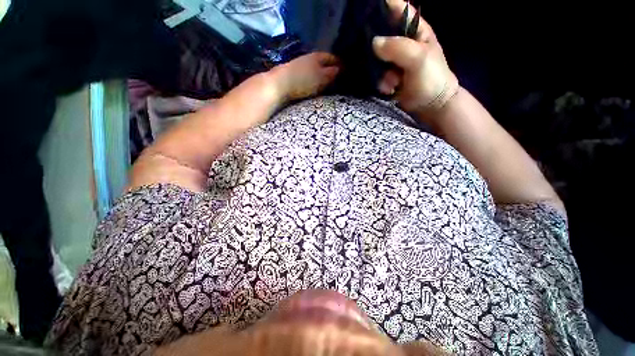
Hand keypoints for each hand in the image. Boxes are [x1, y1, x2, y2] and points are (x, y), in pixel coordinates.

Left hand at [269, 52, 339, 101]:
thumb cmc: (303, 80)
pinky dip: (313, 80)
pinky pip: (307, 76)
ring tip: (327, 84)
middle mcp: (308, 58)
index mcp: (317, 56)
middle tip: (337, 78)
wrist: (279, 84)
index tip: (345, 70)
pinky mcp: (293, 75)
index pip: (331, 57)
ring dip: (321, 75)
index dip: (339, 63)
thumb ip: (331, 73)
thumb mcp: (321, 78)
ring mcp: (299, 66)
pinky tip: (314, 86)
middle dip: (330, 69)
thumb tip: (339, 70)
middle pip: (322, 62)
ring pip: (314, 69)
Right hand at [373, 0, 458, 118]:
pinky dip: (381, 82)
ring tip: (391, 82)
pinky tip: (389, 89)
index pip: (399, 10)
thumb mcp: (418, 58)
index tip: (367, 10)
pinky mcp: (389, 76)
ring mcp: (395, 61)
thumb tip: (374, 42)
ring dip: (380, 71)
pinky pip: (377, 74)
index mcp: (416, 30)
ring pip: (377, 57)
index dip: (385, 6)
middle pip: (383, 34)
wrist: (430, 104)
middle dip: (375, 44)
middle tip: (372, 54)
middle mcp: (404, 43)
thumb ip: (397, 48)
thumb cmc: (431, 78)